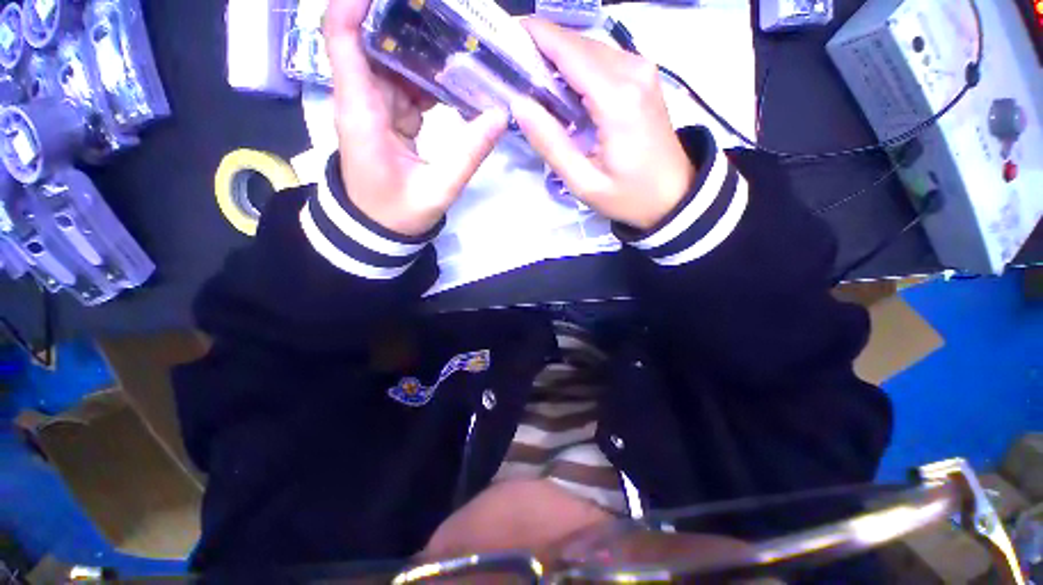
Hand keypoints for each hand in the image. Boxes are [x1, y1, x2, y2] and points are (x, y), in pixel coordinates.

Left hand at [323, 0, 508, 235]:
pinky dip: (427, 80)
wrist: (378, 229)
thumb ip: (468, 154)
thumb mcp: (438, 189)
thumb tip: (499, 115)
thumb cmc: (399, 213)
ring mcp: (374, 108)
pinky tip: (453, 81)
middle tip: (450, 18)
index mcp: (362, 114)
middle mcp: (362, 101)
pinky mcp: (386, 117)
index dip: (354, 4)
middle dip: (405, 22)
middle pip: (372, 42)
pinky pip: (405, 86)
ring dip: (422, 52)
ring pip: (392, 63)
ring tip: (460, 44)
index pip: (341, 40)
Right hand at [511, 20, 694, 230]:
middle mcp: (632, 71)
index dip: (533, 36)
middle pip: (577, 44)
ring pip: (589, 49)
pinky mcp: (643, 77)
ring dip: (558, 59)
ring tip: (531, 81)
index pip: (567, 49)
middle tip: (511, 70)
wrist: (674, 196)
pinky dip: (577, 68)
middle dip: (541, 49)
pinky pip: (602, 61)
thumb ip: (551, 143)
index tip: (502, 38)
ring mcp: (642, 70)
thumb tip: (519, 104)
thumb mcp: (584, 182)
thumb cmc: (629, 196)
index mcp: (617, 98)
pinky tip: (562, 91)